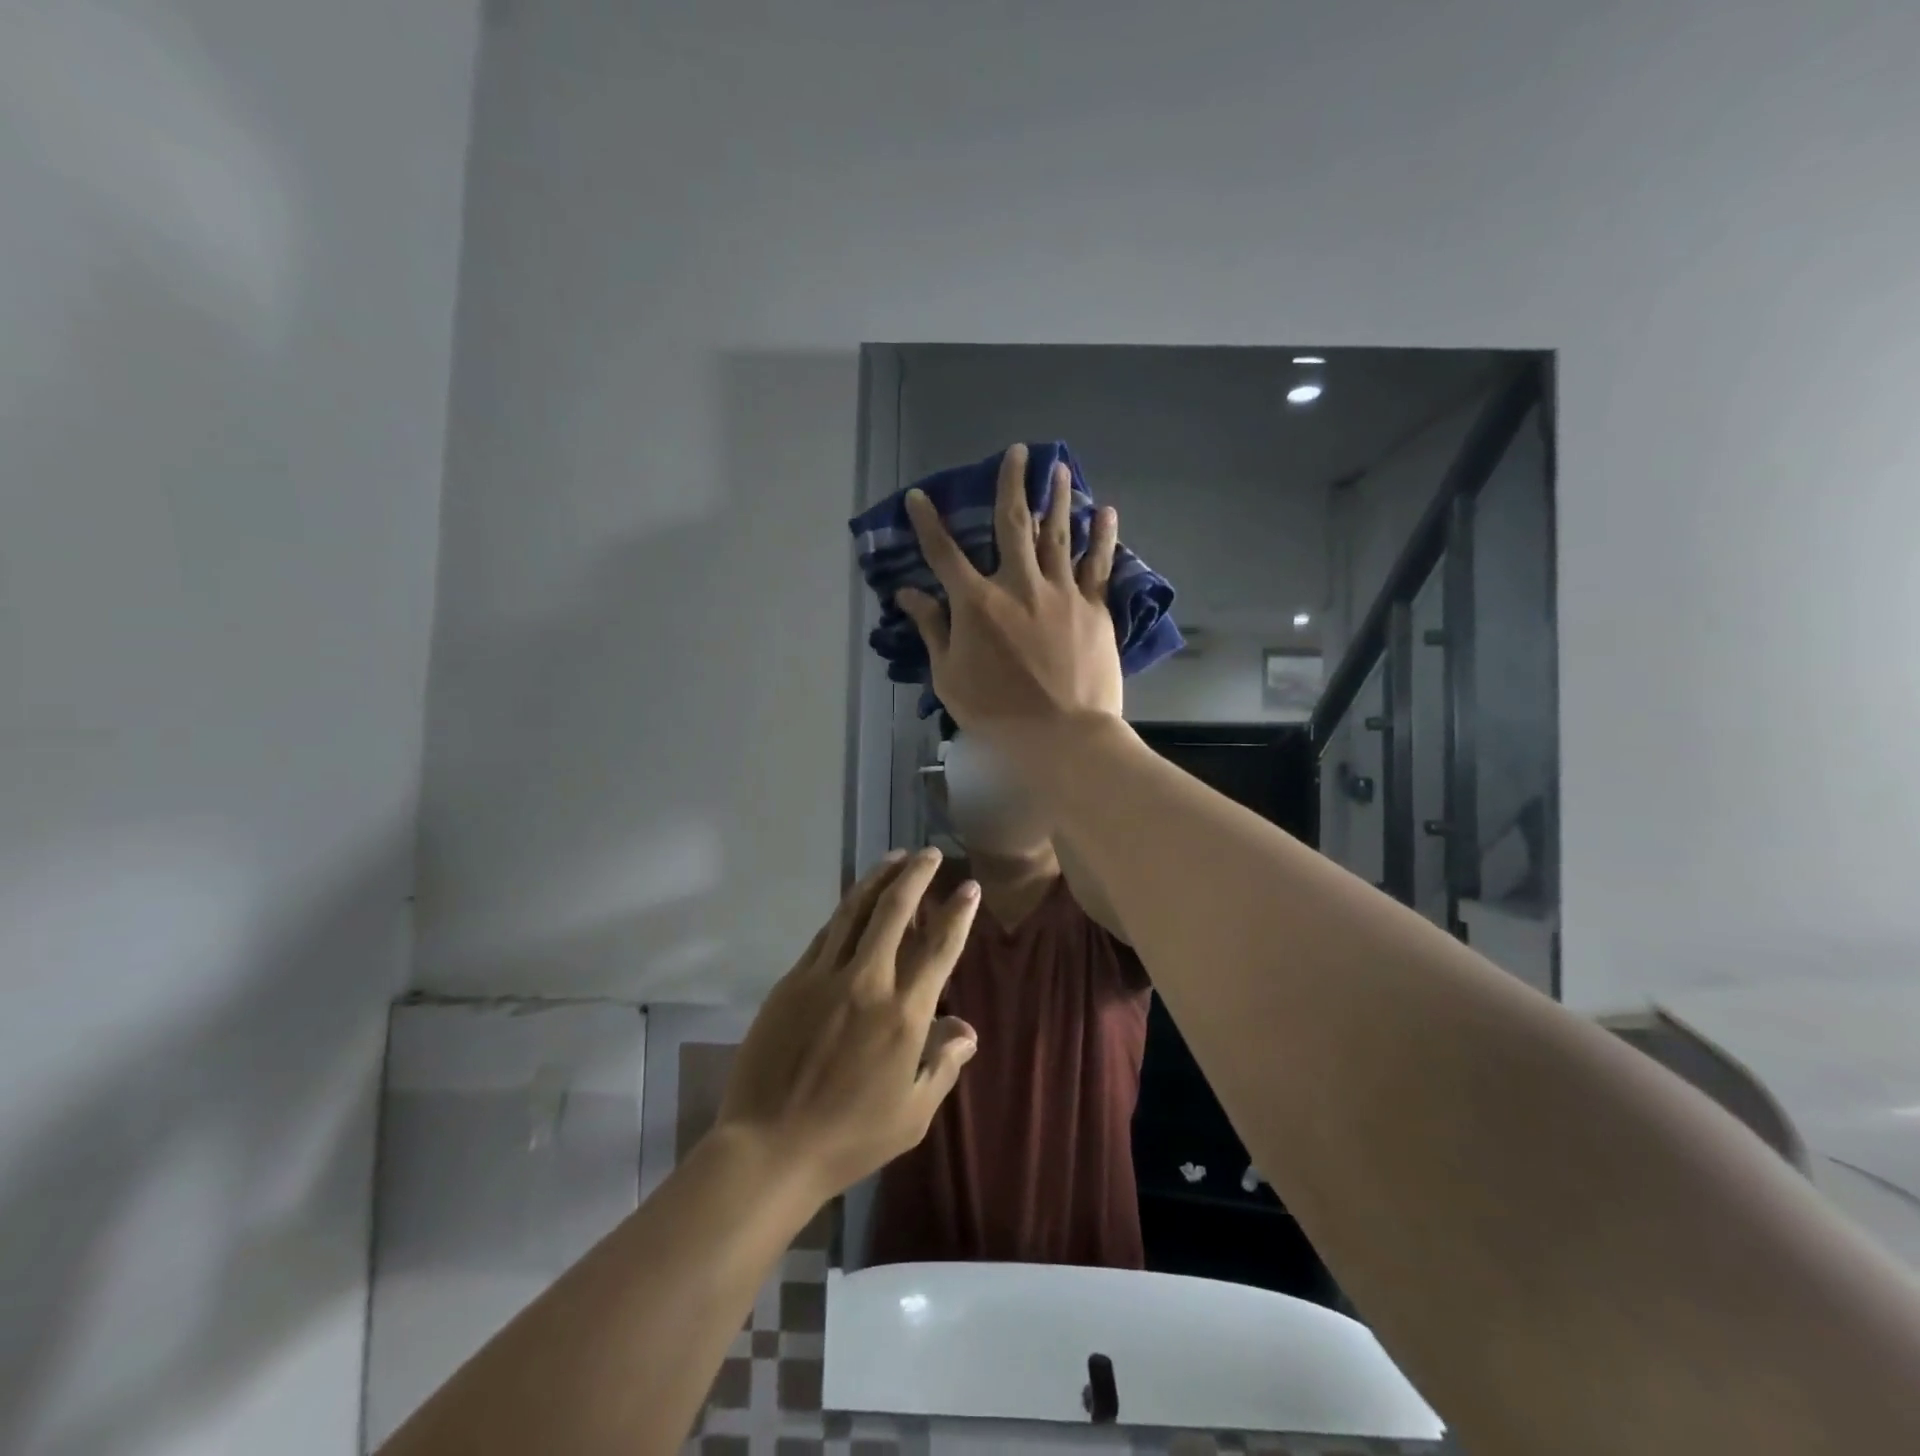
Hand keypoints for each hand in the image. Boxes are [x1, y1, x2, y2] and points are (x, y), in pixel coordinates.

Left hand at [715, 849, 980, 1199]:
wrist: (769, 1147)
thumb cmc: (850, 1137)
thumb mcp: (913, 1114)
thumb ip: (942, 1064)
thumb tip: (966, 1029)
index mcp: (903, 1014)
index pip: (939, 948)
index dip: (957, 913)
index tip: (969, 886)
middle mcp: (867, 982)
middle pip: (894, 910)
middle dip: (916, 875)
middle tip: (929, 853)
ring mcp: (824, 976)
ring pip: (855, 910)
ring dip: (878, 878)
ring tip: (894, 857)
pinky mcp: (792, 980)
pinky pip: (825, 934)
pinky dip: (845, 911)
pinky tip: (854, 902)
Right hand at [896, 443, 1123, 729]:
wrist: (1061, 736)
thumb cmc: (996, 713)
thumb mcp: (949, 676)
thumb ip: (932, 630)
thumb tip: (908, 595)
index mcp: (977, 603)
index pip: (944, 553)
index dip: (927, 523)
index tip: (918, 497)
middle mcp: (1018, 584)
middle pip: (1012, 523)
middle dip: (1011, 484)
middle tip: (1018, 452)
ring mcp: (1061, 592)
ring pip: (1058, 533)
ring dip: (1058, 497)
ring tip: (1060, 467)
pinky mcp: (1094, 608)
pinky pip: (1099, 564)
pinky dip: (1102, 536)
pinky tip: (1106, 512)